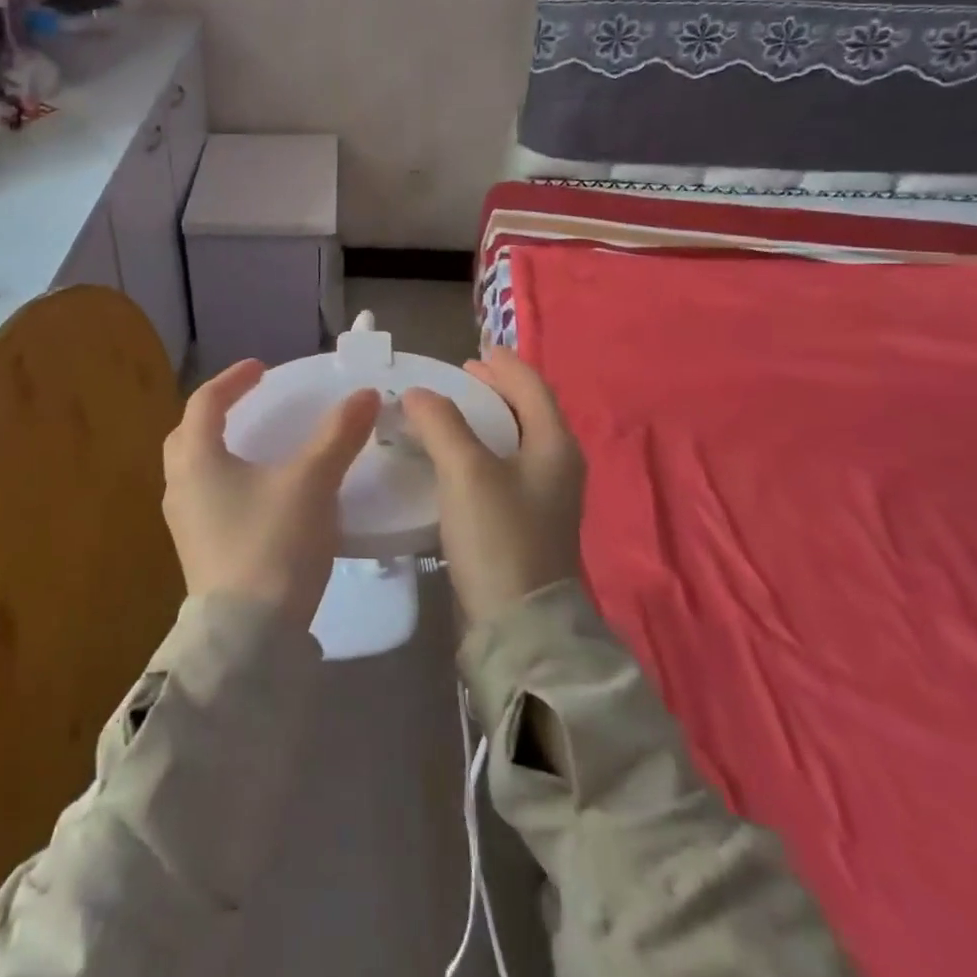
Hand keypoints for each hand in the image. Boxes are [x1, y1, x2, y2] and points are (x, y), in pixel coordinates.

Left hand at [162, 359, 381, 629]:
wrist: (248, 640)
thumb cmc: (273, 544)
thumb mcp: (312, 483)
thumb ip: (337, 435)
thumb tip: (364, 395)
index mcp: (196, 458)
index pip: (205, 401)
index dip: (234, 379)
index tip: (262, 369)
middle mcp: (179, 486)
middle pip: (189, 434)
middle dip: (217, 413)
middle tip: (251, 405)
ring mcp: (183, 523)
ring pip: (194, 470)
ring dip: (219, 450)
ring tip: (256, 448)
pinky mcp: (196, 553)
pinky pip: (205, 499)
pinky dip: (225, 482)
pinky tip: (258, 497)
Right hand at [402, 348, 585, 627]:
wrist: (518, 624)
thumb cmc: (499, 536)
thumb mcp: (466, 471)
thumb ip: (442, 423)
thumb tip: (419, 394)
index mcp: (555, 445)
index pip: (532, 387)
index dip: (504, 365)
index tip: (475, 351)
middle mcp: (557, 466)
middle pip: (527, 411)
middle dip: (494, 390)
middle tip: (458, 378)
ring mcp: (543, 497)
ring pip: (513, 441)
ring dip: (483, 421)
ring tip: (447, 413)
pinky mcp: (524, 522)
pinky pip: (502, 469)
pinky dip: (479, 451)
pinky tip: (450, 458)